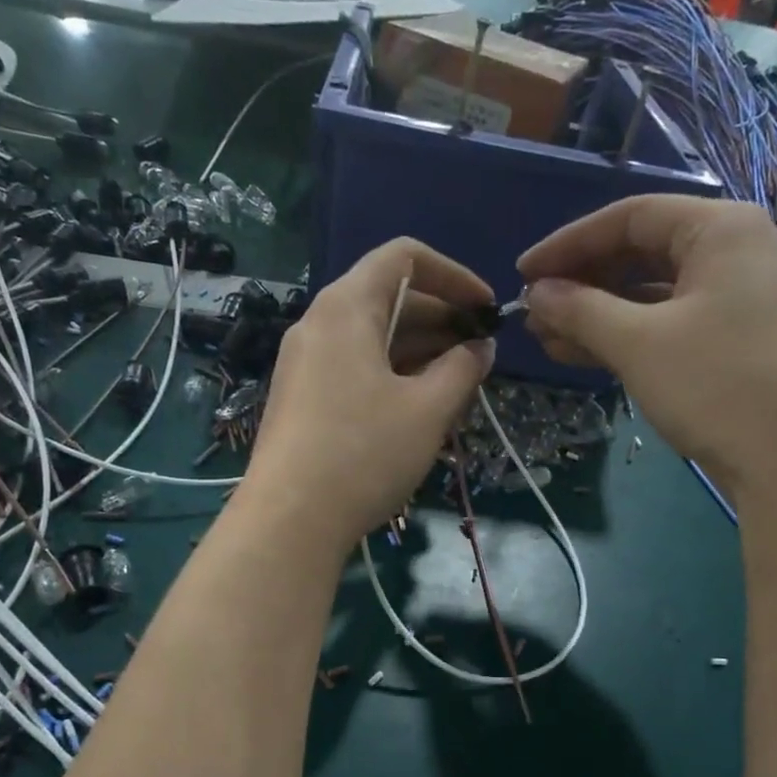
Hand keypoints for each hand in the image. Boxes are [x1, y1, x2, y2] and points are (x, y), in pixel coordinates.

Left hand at [242, 238, 495, 549]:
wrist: (289, 519)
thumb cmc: (364, 453)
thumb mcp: (428, 410)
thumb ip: (463, 369)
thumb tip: (481, 348)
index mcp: (347, 307)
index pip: (404, 256)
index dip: (454, 274)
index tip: (487, 309)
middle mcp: (319, 323)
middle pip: (388, 297)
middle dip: (441, 318)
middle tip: (481, 353)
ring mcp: (305, 362)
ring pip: (373, 337)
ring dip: (420, 350)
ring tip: (459, 383)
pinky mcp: (302, 398)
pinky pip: (355, 367)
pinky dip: (393, 373)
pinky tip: (420, 406)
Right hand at [517, 196, 776, 494]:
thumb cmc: (718, 386)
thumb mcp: (639, 344)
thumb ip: (581, 310)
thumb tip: (537, 293)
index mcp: (721, 230)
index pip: (629, 217)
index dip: (568, 244)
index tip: (524, 274)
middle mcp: (737, 252)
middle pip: (643, 253)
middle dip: (583, 284)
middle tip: (535, 313)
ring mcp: (743, 299)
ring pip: (655, 295)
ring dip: (599, 315)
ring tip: (548, 340)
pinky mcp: (741, 342)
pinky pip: (673, 324)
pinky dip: (630, 337)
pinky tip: (588, 357)